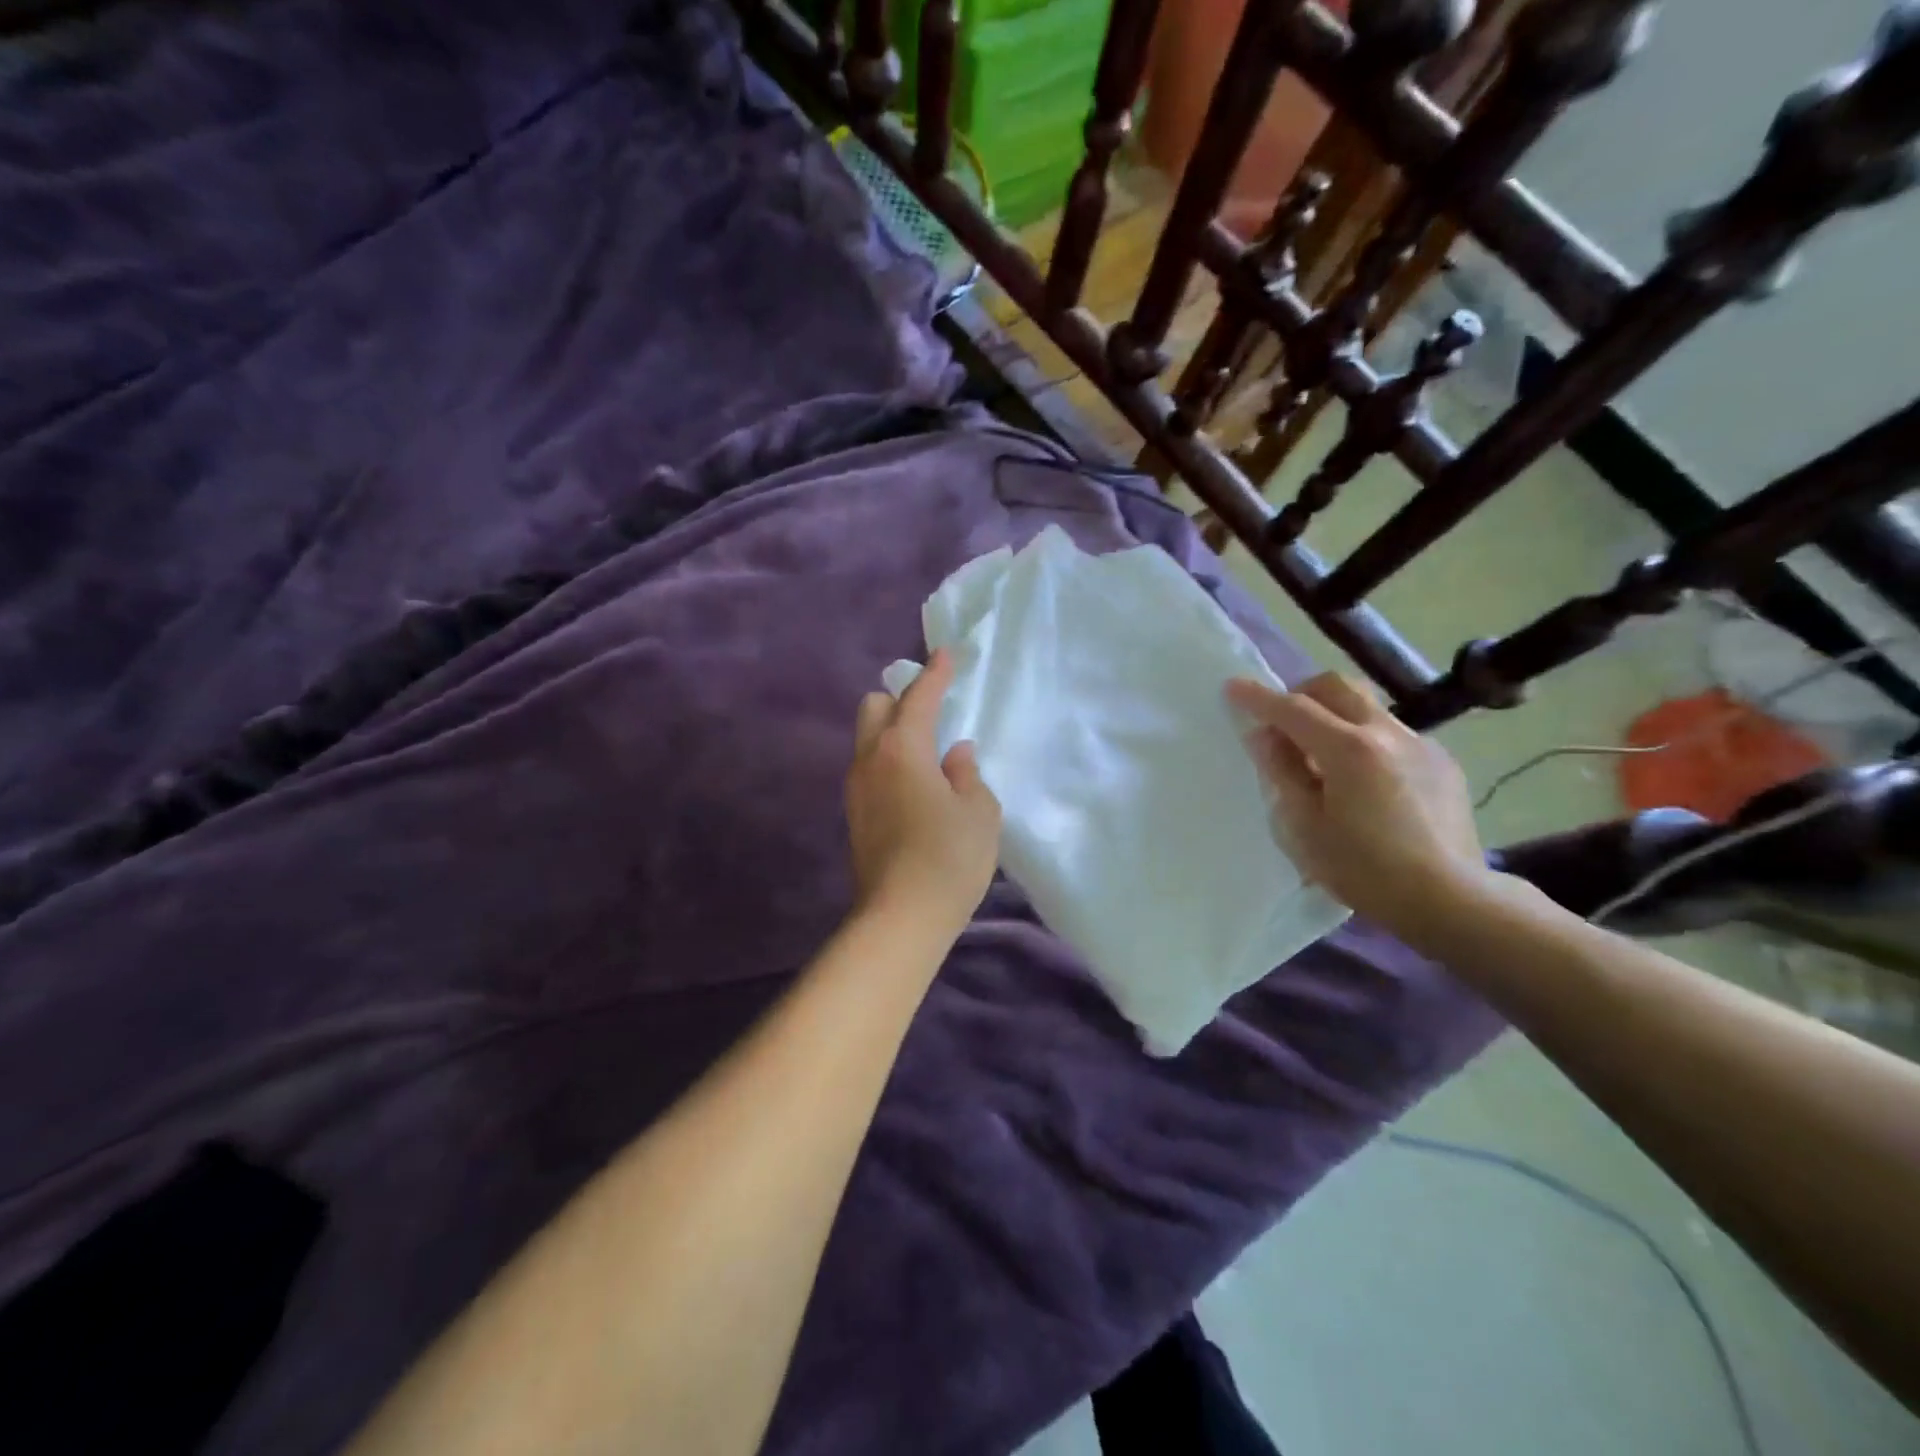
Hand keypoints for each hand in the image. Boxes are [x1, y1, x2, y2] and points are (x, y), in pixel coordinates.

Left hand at [847, 649, 1002, 938]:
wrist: (900, 918)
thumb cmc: (949, 858)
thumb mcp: (979, 812)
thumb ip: (967, 774)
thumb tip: (953, 755)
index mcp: (903, 749)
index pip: (919, 697)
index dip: (936, 673)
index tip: (945, 654)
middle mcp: (870, 760)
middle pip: (874, 707)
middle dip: (900, 699)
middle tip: (931, 713)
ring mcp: (855, 789)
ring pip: (867, 740)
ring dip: (893, 734)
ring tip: (927, 755)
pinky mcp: (854, 816)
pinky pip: (870, 770)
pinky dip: (889, 763)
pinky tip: (915, 788)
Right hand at [1225, 672, 1490, 935]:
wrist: (1453, 899)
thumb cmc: (1365, 870)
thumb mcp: (1305, 827)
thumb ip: (1282, 773)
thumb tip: (1265, 737)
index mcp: (1348, 749)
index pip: (1293, 709)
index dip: (1258, 697)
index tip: (1232, 686)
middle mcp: (1387, 733)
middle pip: (1337, 687)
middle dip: (1301, 693)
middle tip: (1282, 721)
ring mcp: (1421, 744)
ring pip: (1367, 707)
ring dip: (1335, 716)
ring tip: (1323, 756)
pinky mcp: (1442, 763)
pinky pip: (1392, 734)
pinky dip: (1365, 741)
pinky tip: (1365, 782)